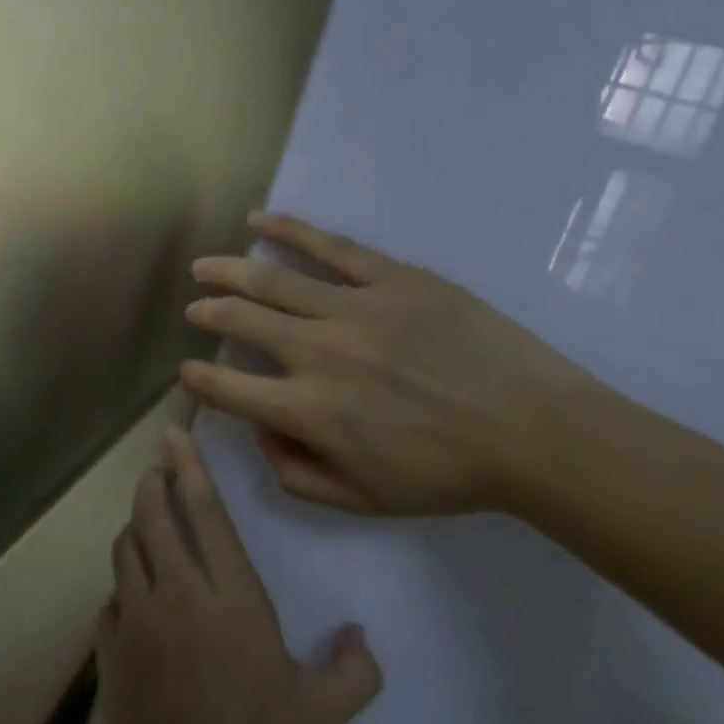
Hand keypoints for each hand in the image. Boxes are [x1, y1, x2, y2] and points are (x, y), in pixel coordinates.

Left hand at [96, 426, 380, 723]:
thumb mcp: (320, 716)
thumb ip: (353, 671)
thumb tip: (360, 636)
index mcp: (231, 600)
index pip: (205, 514)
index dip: (189, 467)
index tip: (175, 435)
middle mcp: (177, 595)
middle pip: (152, 514)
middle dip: (152, 483)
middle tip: (160, 471)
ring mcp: (135, 618)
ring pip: (124, 547)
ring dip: (135, 527)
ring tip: (149, 526)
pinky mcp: (107, 647)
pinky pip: (111, 597)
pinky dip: (123, 586)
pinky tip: (136, 599)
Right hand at [180, 213, 593, 517]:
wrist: (534, 433)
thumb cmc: (446, 474)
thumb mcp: (361, 501)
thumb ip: (293, 474)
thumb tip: (259, 431)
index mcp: (307, 411)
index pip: (227, 390)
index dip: (197, 382)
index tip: (189, 373)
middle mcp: (317, 353)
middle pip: (240, 323)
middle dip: (208, 314)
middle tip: (196, 309)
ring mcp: (354, 308)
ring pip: (271, 281)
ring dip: (229, 272)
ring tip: (204, 266)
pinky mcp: (392, 278)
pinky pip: (330, 248)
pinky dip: (289, 231)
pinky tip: (258, 221)